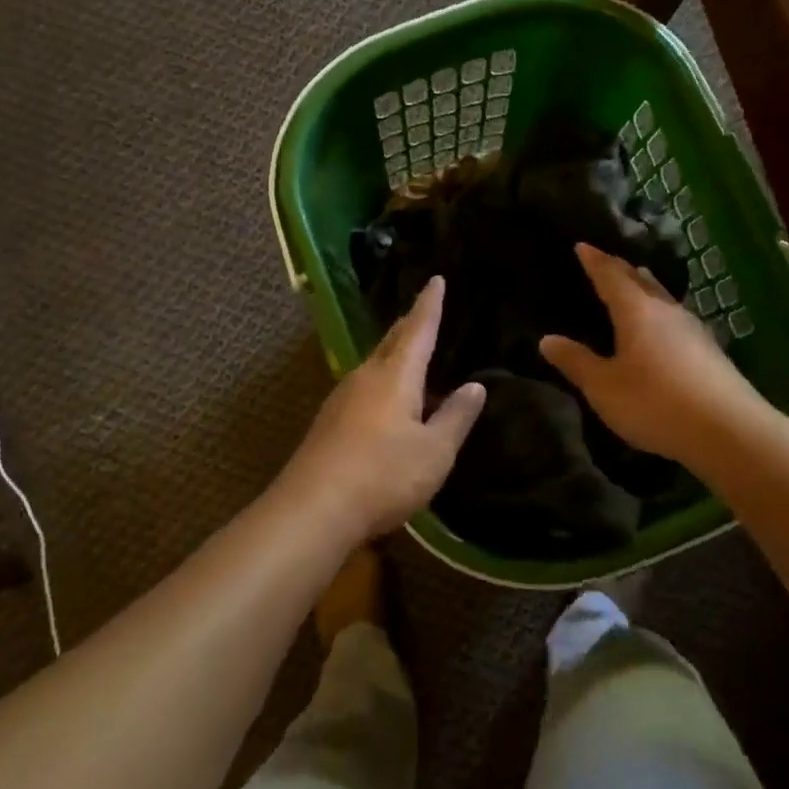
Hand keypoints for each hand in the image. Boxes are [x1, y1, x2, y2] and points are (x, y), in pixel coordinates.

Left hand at [276, 276, 485, 540]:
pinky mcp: (330, 421)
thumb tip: (475, 386)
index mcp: (395, 375)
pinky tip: (392, 404)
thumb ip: (456, 417)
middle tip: (426, 312)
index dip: (430, 304)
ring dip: (396, 357)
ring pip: (376, 365)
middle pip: (392, 342)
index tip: (436, 279)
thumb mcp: (434, 451)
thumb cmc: (383, 475)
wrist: (314, 509)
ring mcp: (342, 398)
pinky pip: (365, 388)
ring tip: (416, 358)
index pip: (418, 328)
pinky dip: (384, 383)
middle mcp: (365, 376)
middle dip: (411, 326)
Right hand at [539, 243, 759, 463]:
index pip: (610, 276)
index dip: (595, 261)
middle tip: (607, 260)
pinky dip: (661, 312)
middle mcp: (666, 311)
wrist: (728, 430)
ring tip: (637, 281)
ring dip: (646, 287)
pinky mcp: (710, 351)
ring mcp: (693, 330)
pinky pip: (676, 318)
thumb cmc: (655, 403)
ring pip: (663, 297)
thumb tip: (547, 339)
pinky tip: (664, 326)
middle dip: (621, 269)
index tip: (582, 245)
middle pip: (641, 280)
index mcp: (636, 311)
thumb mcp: (604, 387)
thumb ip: (576, 362)